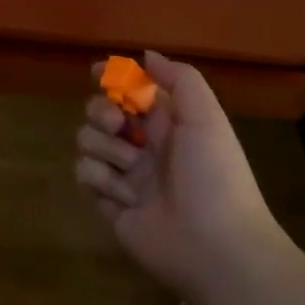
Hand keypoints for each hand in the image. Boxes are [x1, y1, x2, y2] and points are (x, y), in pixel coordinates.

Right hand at [74, 52, 279, 300]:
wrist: (218, 249)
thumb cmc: (215, 175)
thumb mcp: (206, 116)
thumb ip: (179, 78)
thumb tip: (146, 55)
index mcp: (168, 124)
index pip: (131, 91)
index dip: (113, 78)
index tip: (97, 72)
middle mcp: (144, 146)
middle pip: (101, 112)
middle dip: (101, 111)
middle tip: (118, 124)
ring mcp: (126, 176)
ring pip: (88, 141)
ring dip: (104, 147)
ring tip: (129, 168)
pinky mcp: (110, 205)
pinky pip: (85, 175)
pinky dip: (100, 179)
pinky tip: (124, 195)